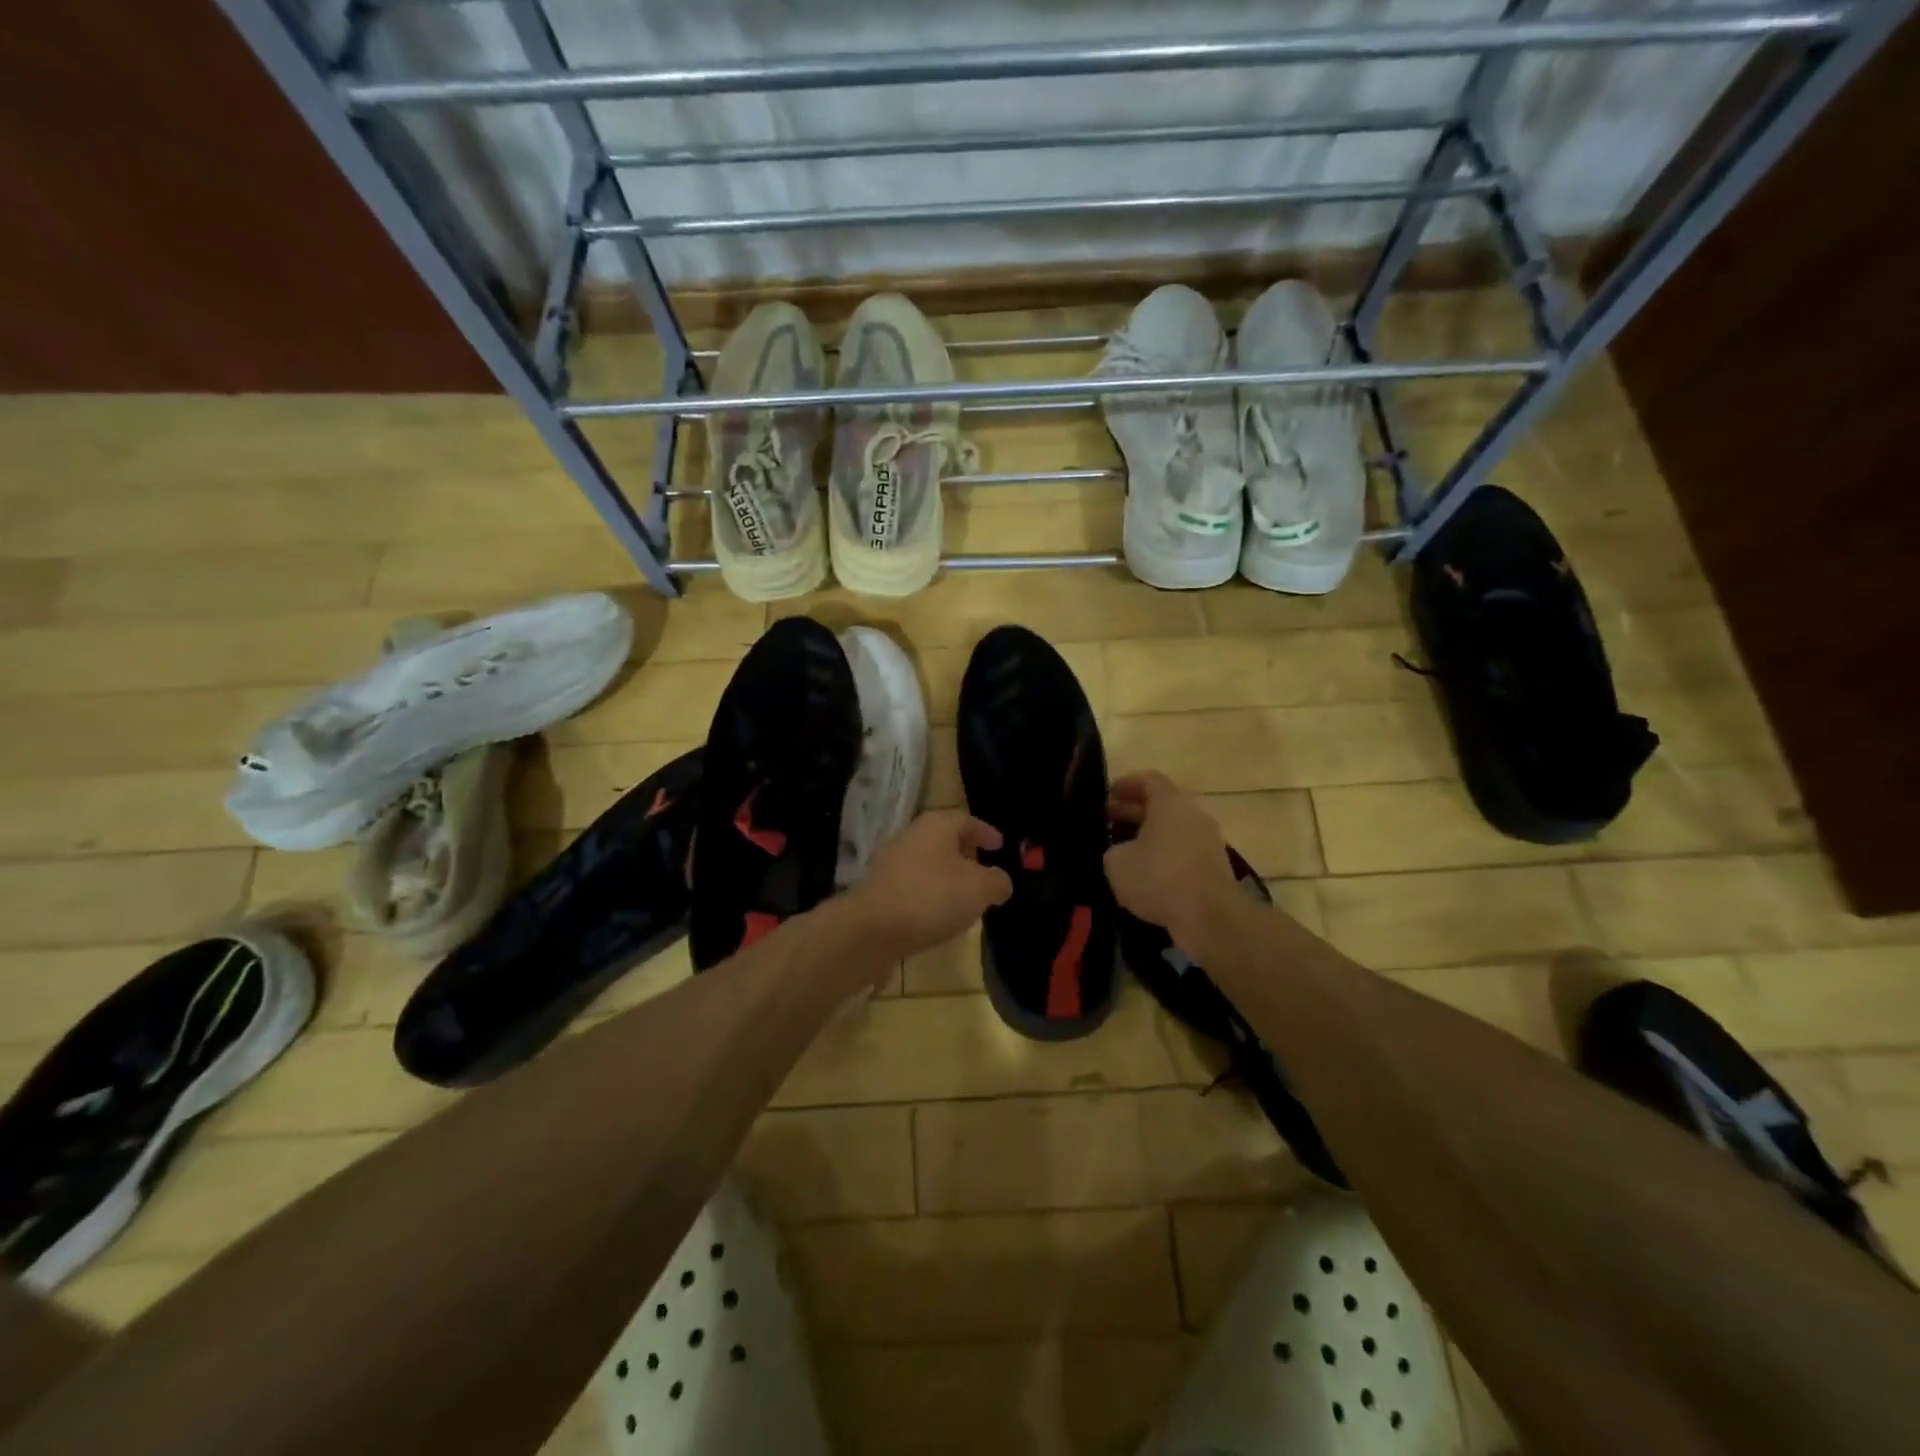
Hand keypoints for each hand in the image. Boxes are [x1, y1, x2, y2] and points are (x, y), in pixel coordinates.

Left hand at [842, 810, 1013, 961]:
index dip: (985, 832)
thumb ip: (997, 882)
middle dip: (966, 854)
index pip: (966, 820)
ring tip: (966, 899)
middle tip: (985, 871)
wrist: (871, 929)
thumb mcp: (979, 889)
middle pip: (944, 840)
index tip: (1000, 846)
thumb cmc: (932, 897)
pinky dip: (930, 896)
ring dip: (947, 878)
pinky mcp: (880, 891)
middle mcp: (910, 837)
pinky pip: (913, 887)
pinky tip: (940, 917)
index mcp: (935, 825)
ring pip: (928, 864)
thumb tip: (1001, 882)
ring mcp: (890, 864)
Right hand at [1104, 771, 1239, 960]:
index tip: (1107, 795)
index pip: (1149, 779)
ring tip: (1123, 850)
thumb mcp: (1117, 862)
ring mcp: (1208, 841)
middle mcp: (1193, 815)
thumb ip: (1113, 849)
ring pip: (1173, 829)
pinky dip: (1163, 856)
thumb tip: (1120, 852)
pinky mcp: (1213, 867)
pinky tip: (1144, 875)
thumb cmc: (1160, 877)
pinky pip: (1183, 852)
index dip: (1126, 784)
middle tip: (1108, 823)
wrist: (1210, 916)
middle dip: (1133, 811)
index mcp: (1171, 802)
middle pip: (1161, 804)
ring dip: (1148, 836)